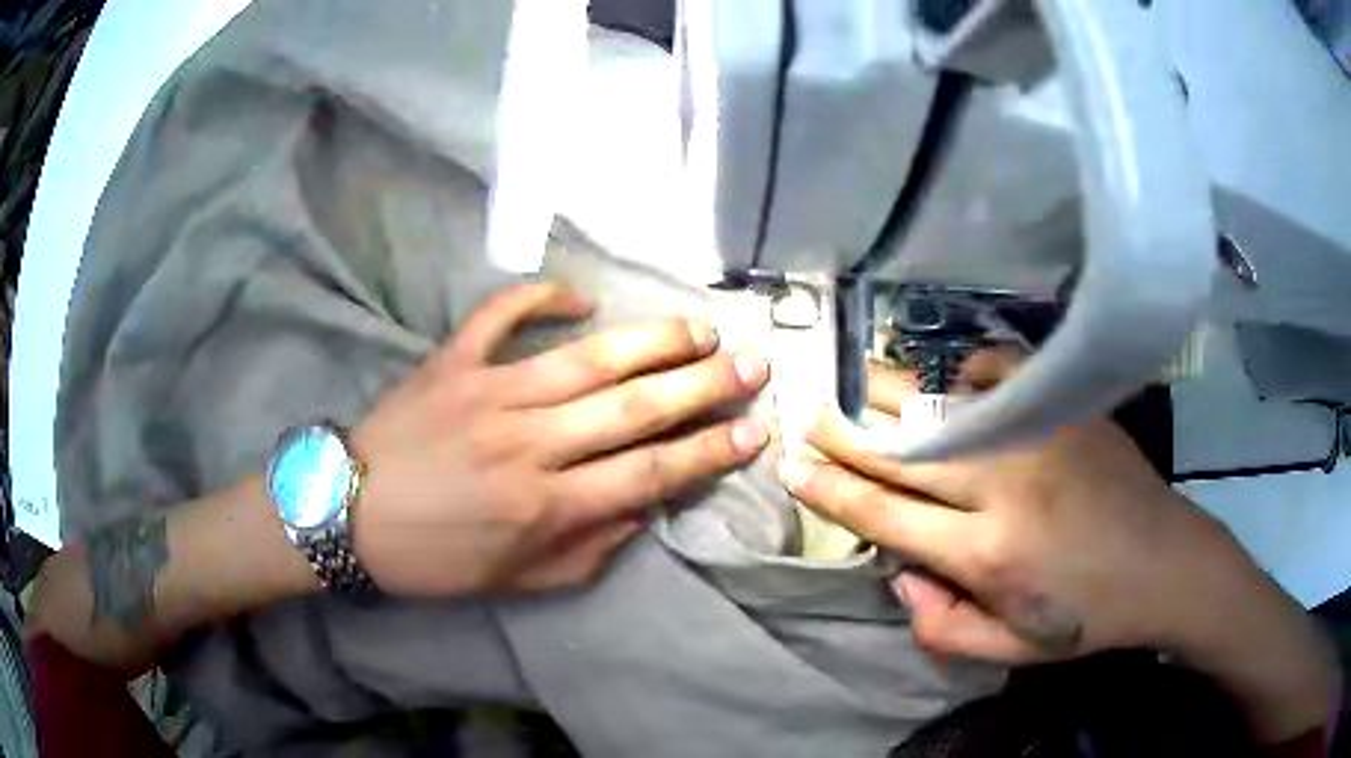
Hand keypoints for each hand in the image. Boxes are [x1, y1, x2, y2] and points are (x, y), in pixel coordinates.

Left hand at [351, 282, 769, 595]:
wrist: (346, 516)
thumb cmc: (434, 559)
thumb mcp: (518, 581)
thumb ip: (588, 550)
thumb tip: (644, 507)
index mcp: (546, 506)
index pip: (649, 472)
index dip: (708, 451)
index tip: (754, 431)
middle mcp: (529, 443)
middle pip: (635, 407)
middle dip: (704, 385)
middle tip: (752, 365)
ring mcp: (488, 392)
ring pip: (588, 358)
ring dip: (652, 341)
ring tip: (701, 329)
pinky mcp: (452, 361)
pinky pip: (502, 315)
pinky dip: (542, 297)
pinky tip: (581, 297)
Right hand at [780, 352, 1286, 662]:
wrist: (1166, 561)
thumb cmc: (1088, 617)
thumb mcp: (1011, 651)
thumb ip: (941, 626)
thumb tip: (898, 573)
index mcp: (987, 555)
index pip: (885, 516)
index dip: (831, 490)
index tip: (792, 465)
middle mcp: (1003, 487)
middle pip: (903, 452)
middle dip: (844, 431)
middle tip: (805, 411)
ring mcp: (1036, 436)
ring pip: (943, 405)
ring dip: (889, 392)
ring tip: (851, 380)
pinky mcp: (1064, 408)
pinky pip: (998, 372)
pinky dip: (964, 368)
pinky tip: (948, 375)